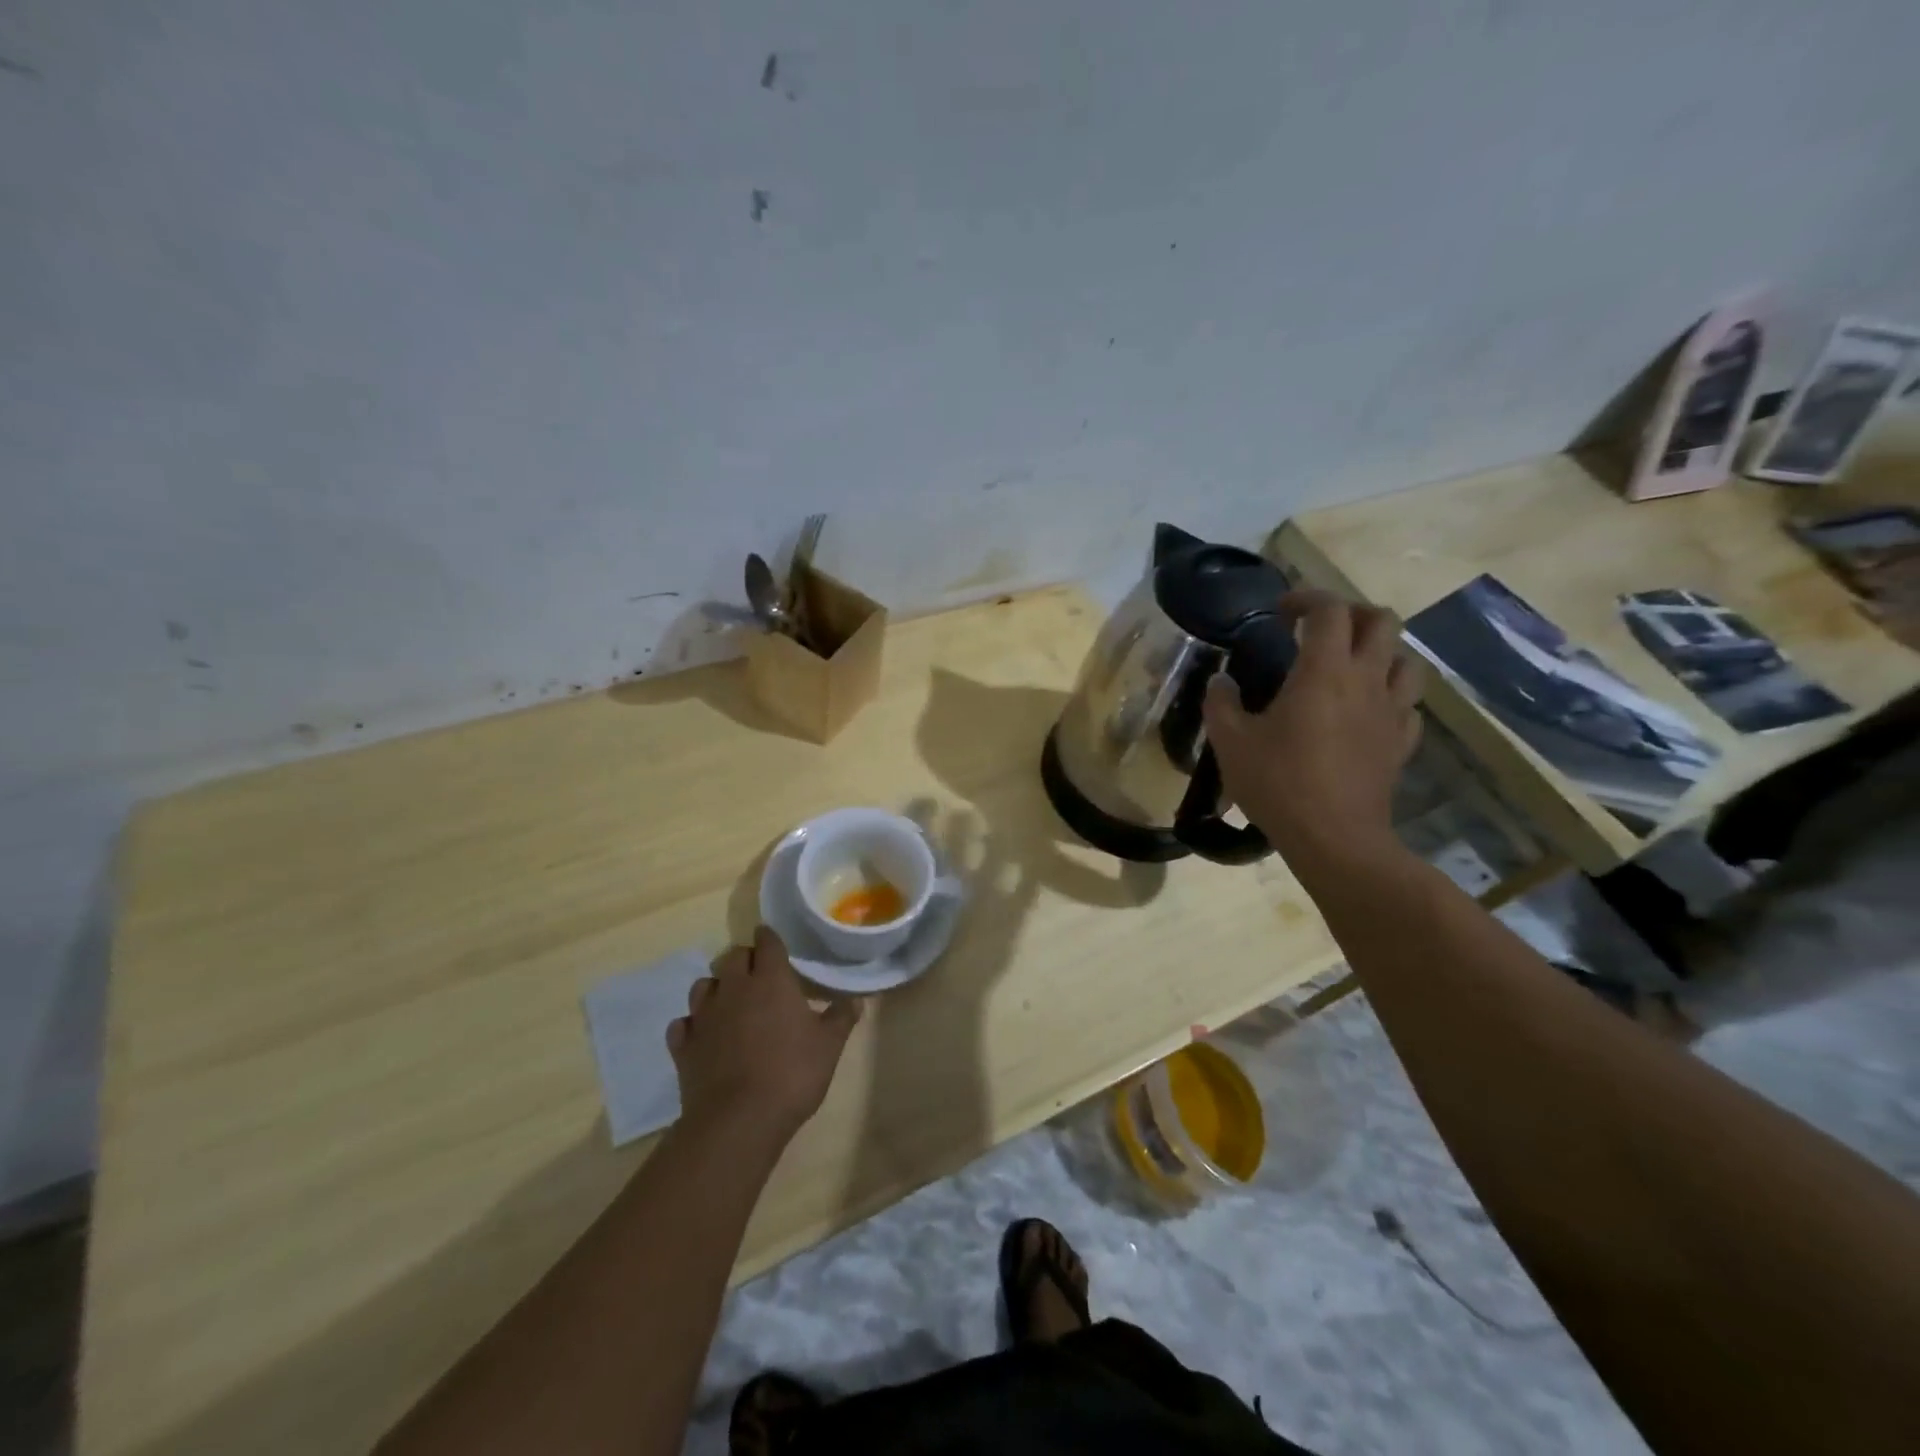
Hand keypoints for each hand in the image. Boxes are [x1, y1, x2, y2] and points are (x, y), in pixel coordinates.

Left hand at [666, 927, 861, 1144]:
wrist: (738, 1120)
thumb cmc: (791, 1074)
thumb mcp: (829, 1046)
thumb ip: (841, 1017)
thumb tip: (855, 999)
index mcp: (770, 980)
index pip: (767, 943)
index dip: (770, 938)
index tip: (773, 938)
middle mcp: (734, 989)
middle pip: (732, 957)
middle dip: (744, 959)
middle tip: (758, 973)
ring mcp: (704, 1017)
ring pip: (703, 985)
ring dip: (716, 987)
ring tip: (730, 1001)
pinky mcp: (683, 1046)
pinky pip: (683, 1024)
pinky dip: (693, 1024)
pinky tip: (703, 1035)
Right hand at [1202, 591, 1421, 863]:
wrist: (1334, 838)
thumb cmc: (1278, 784)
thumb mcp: (1230, 743)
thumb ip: (1220, 704)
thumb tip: (1220, 682)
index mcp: (1323, 672)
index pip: (1329, 610)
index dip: (1307, 598)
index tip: (1281, 610)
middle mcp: (1366, 681)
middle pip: (1381, 621)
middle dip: (1351, 614)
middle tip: (1319, 630)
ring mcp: (1391, 712)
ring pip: (1406, 659)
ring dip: (1380, 651)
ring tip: (1350, 665)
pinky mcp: (1401, 743)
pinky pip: (1408, 705)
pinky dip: (1390, 695)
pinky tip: (1367, 710)